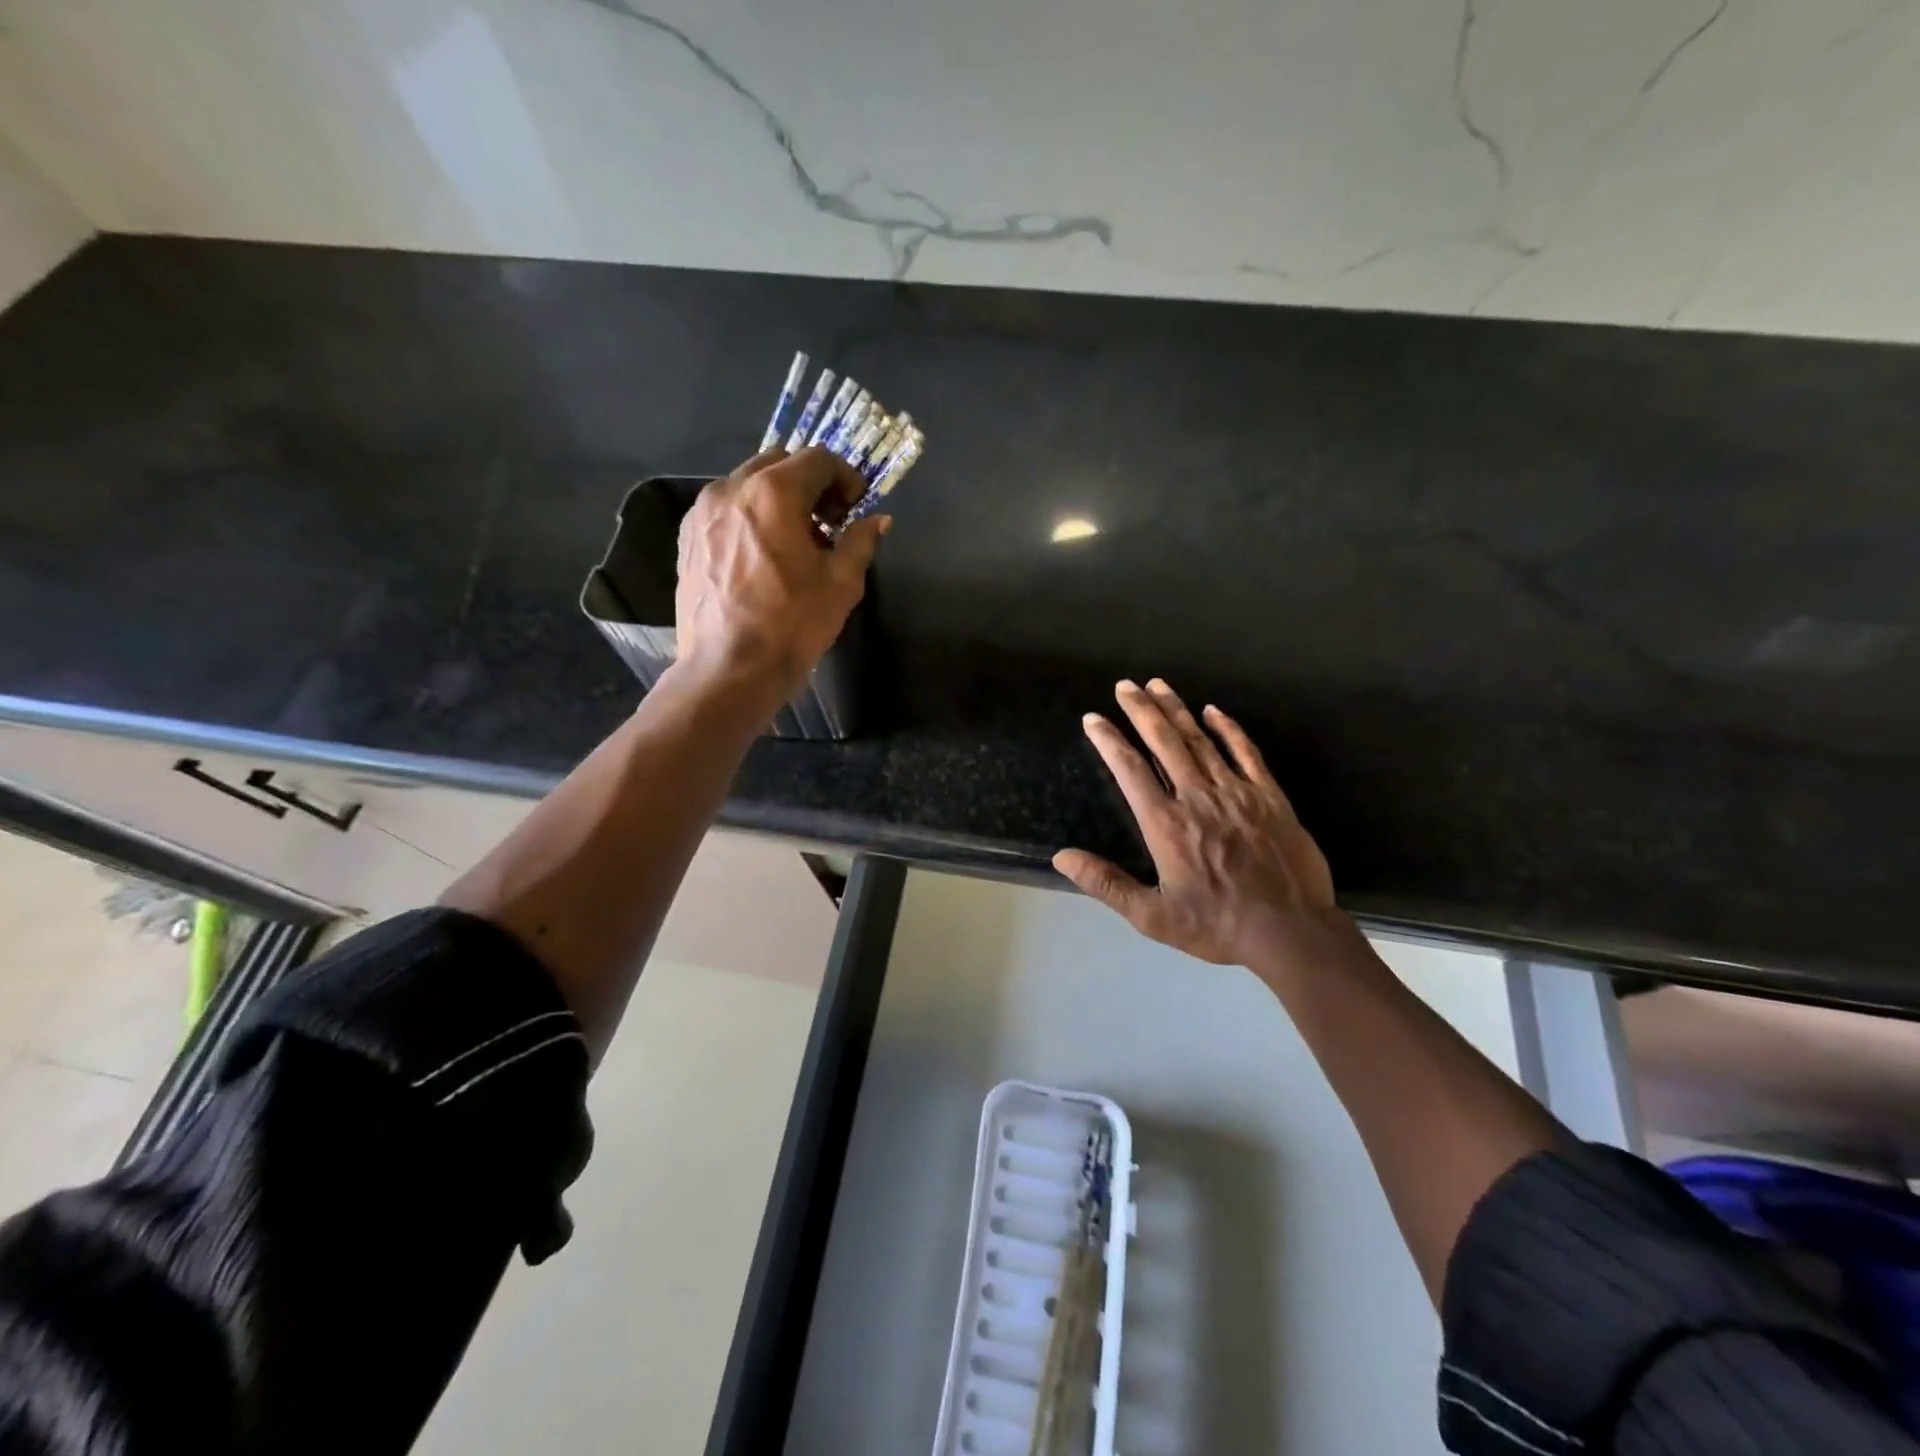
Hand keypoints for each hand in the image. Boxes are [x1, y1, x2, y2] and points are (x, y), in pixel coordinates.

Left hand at [675, 446, 888, 695]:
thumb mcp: (841, 584)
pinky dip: (751, 517)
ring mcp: (702, 512)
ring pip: (749, 484)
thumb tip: (877, 520)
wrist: (729, 669)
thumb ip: (861, 541)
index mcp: (773, 492)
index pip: (818, 459)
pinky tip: (763, 555)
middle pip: (780, 463)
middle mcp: (732, 488)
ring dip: (779, 499)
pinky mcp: (687, 537)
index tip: (855, 508)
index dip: (845, 478)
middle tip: (828, 522)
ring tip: (795, 542)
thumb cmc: (792, 625)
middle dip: (810, 484)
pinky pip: (726, 509)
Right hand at [1054, 679, 1347, 975]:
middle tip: (1125, 685)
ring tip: (1158, 685)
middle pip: (1164, 743)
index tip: (1093, 718)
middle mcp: (1197, 797)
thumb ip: (1106, 884)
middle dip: (1141, 710)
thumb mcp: (1152, 915)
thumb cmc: (1216, 925)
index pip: (1130, 770)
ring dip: (1176, 710)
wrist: (1290, 931)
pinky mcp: (1268, 796)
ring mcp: (1236, 792)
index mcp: (1165, 824)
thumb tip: (1061, 857)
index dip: (1109, 740)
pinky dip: (1228, 729)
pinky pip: (1245, 753)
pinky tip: (1213, 711)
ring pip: (1200, 740)